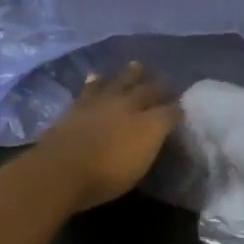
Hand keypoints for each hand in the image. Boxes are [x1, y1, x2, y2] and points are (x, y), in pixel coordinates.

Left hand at [31, 63, 181, 212]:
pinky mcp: (80, 104)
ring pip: (122, 80)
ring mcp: (103, 102)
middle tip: (166, 81)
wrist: (61, 169)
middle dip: (160, 85)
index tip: (182, 108)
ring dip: (132, 73)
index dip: (177, 109)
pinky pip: (92, 86)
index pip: (171, 111)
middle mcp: (130, 106)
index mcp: (150, 125)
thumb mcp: (138, 169)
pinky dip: (97, 80)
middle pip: (149, 90)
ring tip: (137, 65)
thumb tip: (159, 132)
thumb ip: (150, 146)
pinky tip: (97, 76)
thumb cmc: (105, 178)